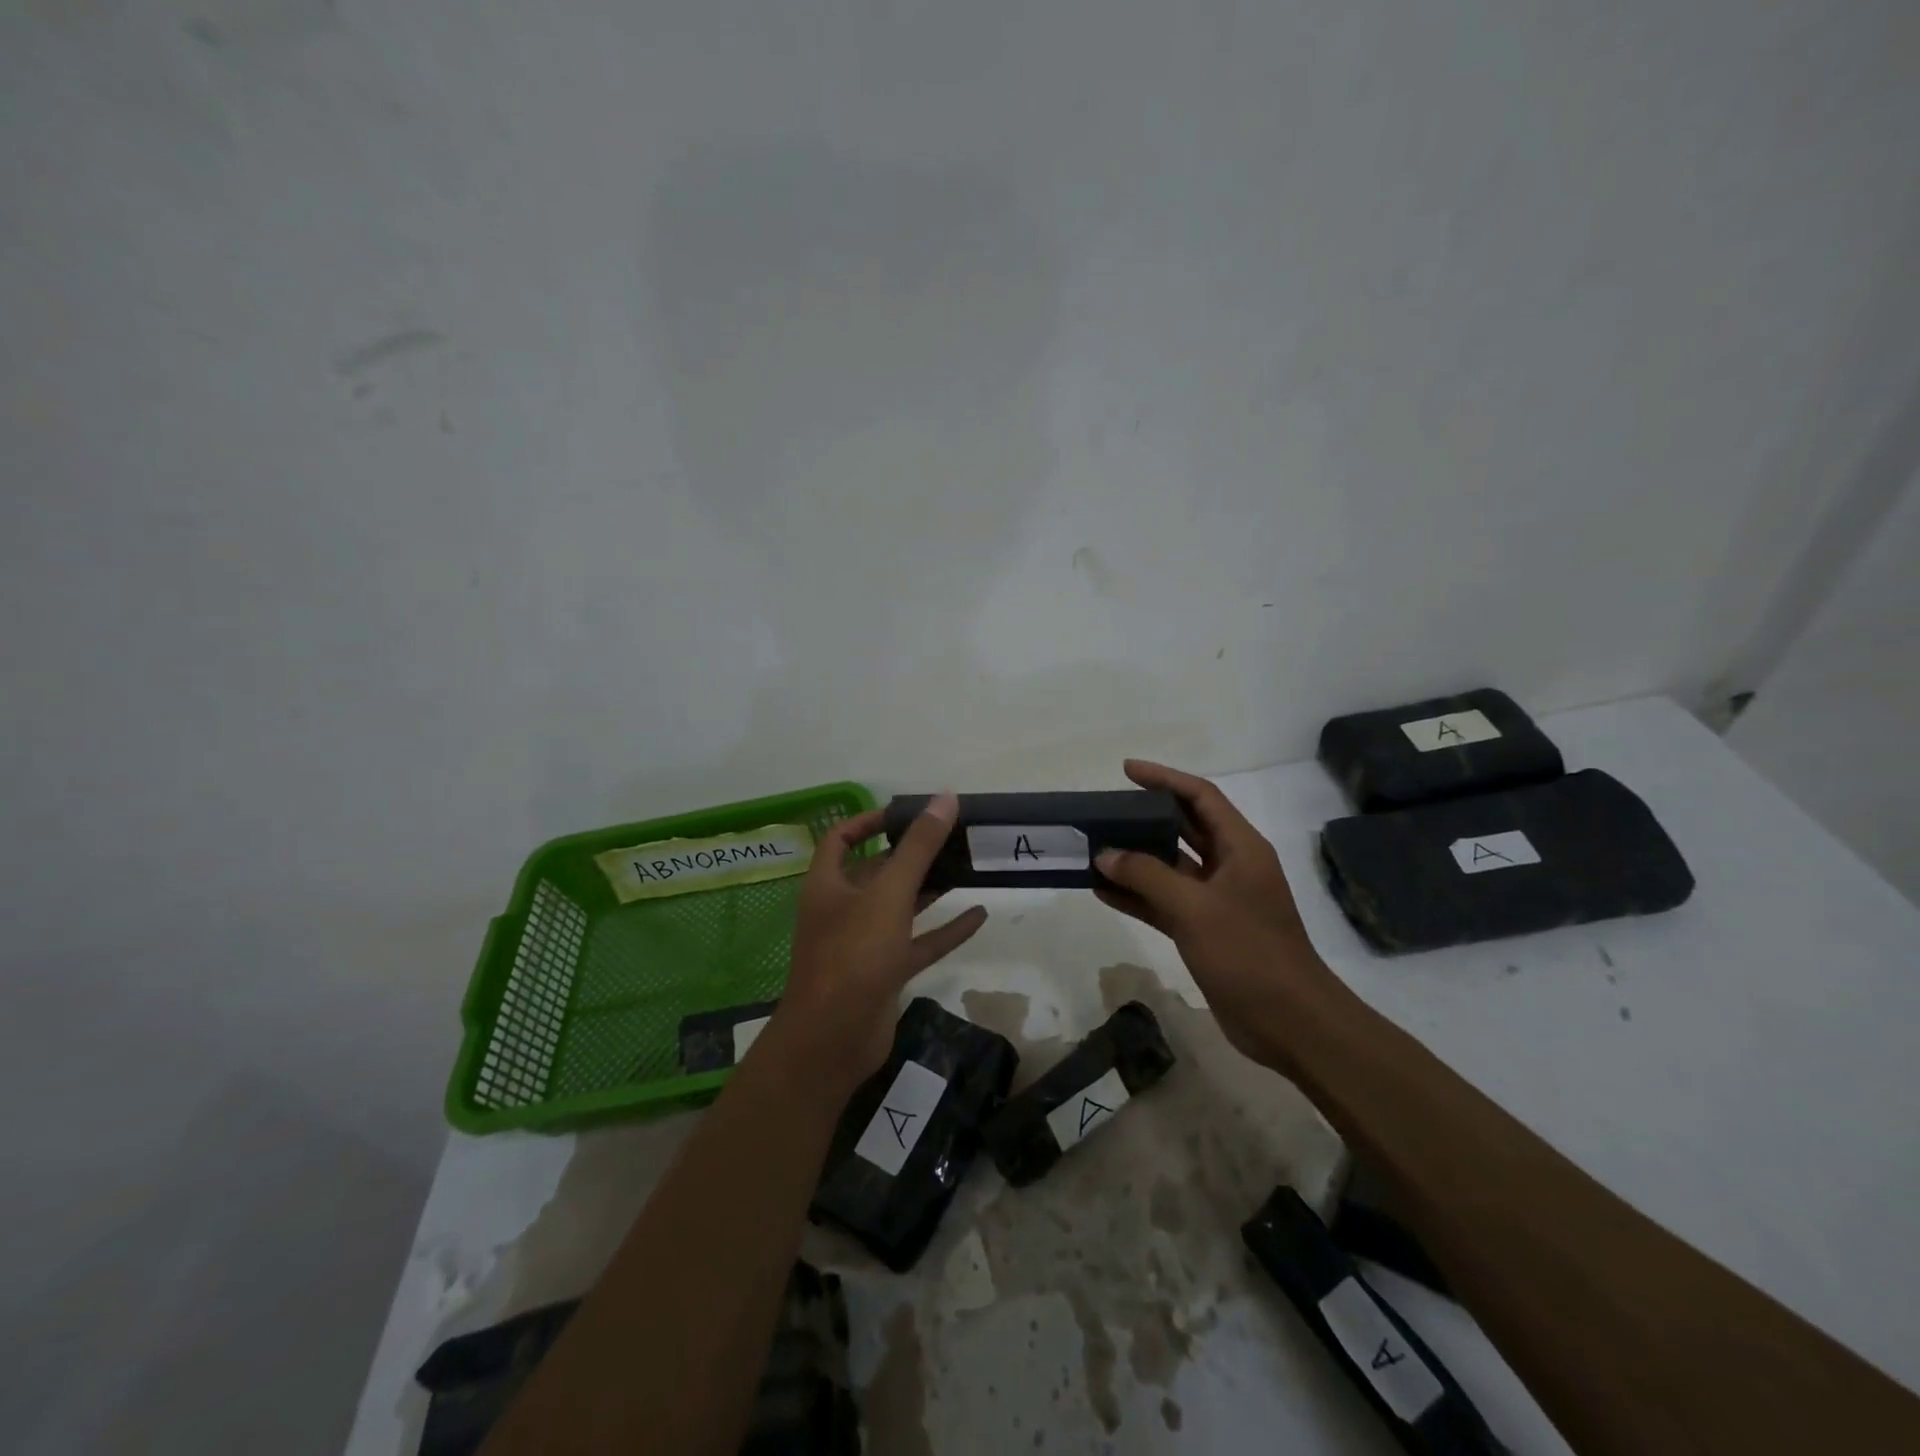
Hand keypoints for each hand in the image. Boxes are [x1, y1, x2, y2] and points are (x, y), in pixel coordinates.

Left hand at [772, 794, 986, 1090]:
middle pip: (877, 872)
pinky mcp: (885, 973)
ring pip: (901, 907)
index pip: (842, 839)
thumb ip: (918, 847)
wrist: (834, 1039)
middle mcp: (843, 909)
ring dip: (931, 889)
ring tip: (968, 867)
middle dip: (911, 855)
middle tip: (952, 837)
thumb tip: (944, 798)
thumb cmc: (854, 954)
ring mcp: (864, 943)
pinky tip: (979, 915)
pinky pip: (919, 943)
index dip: (869, 821)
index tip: (907, 813)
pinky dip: (946, 930)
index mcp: (828, 884)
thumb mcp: (888, 893)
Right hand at [1093, 759, 1336, 1067]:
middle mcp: (1230, 867)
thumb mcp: (1195, 908)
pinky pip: (1164, 902)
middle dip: (1145, 818)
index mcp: (1241, 848)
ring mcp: (1217, 901)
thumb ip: (1147, 876)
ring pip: (1170, 868)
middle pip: (1184, 828)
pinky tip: (1102, 892)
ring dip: (1135, 860)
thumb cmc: (1249, 952)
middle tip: (1105, 811)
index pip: (1201, 797)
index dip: (1165, 779)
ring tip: (1094, 850)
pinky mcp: (1205, 931)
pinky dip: (1137, 897)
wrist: (1289, 1023)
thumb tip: (1106, 855)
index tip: (1127, 770)